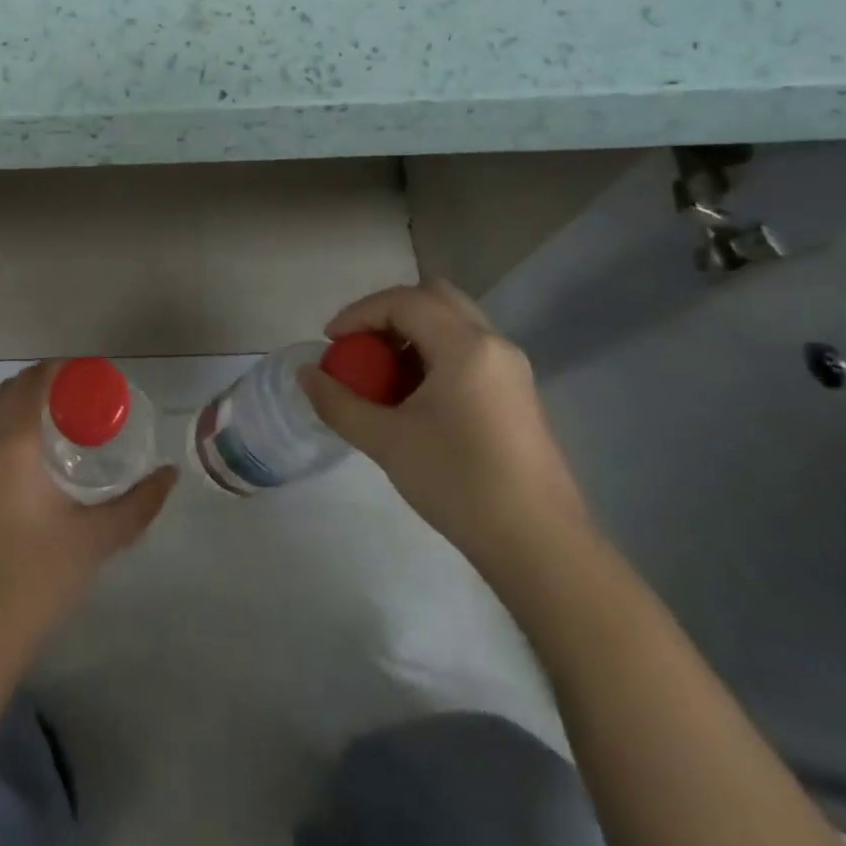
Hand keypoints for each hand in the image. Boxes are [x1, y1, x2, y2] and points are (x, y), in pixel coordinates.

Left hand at [0, 361, 176, 664]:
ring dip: (19, 406)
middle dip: (40, 383)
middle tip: (78, 397)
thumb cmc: (37, 579)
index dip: (59, 369)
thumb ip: (139, 504)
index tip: (88, 374)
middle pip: (8, 392)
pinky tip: (29, 460)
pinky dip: (4, 430)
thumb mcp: (96, 539)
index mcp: (12, 446)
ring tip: (57, 423)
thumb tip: (170, 475)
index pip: (33, 384)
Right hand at [299, 282, 589, 568]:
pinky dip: (434, 355)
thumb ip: (339, 402)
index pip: (403, 302)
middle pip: (434, 299)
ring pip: (453, 324)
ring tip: (381, 374)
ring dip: (412, 334)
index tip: (331, 343)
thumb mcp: (386, 442)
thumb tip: (305, 375)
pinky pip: (468, 351)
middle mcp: (493, 344)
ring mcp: (511, 369)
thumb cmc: (459, 483)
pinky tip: (414, 397)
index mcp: (465, 346)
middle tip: (360, 346)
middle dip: (388, 314)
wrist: (540, 547)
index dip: (359, 314)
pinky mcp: (517, 395)